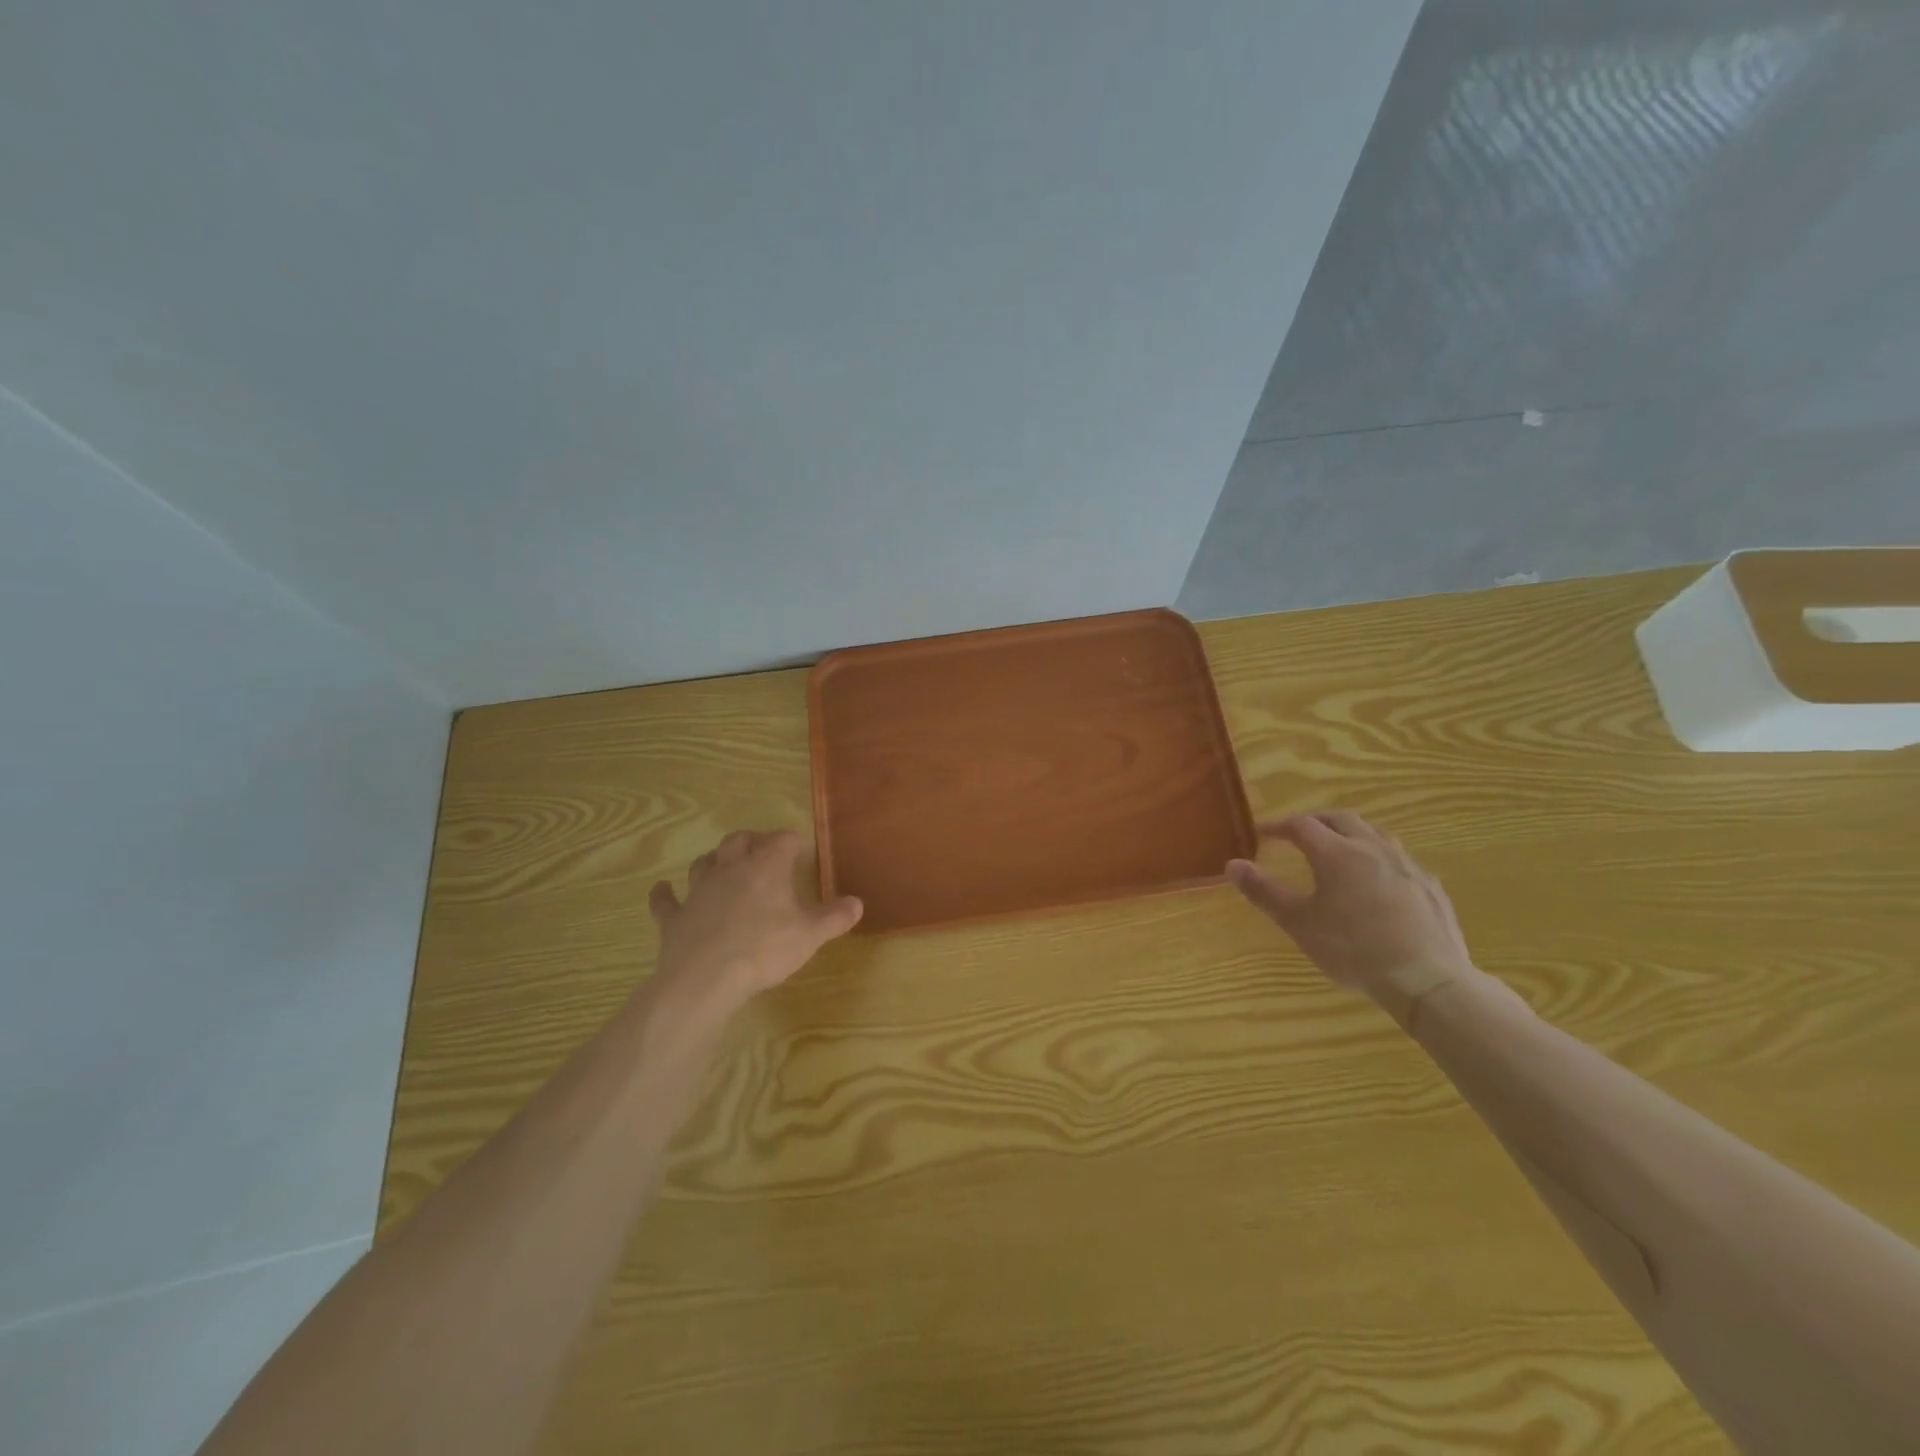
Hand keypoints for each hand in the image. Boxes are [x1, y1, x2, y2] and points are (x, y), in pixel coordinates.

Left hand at [647, 829, 861, 1016]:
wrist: (706, 978)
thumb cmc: (764, 949)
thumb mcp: (810, 935)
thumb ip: (834, 917)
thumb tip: (858, 903)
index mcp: (766, 867)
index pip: (782, 840)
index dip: (792, 841)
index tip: (800, 850)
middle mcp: (731, 869)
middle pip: (738, 840)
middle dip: (751, 840)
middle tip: (761, 850)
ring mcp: (698, 891)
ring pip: (703, 863)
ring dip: (713, 860)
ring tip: (721, 865)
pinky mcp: (674, 917)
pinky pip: (665, 900)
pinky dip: (664, 894)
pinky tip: (663, 890)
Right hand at [1227, 811, 1478, 1017]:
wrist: (1427, 980)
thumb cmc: (1354, 950)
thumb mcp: (1299, 923)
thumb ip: (1264, 892)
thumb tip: (1232, 865)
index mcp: (1337, 853)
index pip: (1302, 825)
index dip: (1279, 826)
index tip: (1263, 834)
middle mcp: (1372, 848)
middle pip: (1340, 818)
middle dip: (1315, 821)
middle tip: (1298, 833)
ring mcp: (1406, 865)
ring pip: (1374, 833)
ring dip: (1349, 833)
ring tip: (1337, 849)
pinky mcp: (1429, 886)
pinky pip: (1399, 859)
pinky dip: (1378, 857)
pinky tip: (1377, 881)